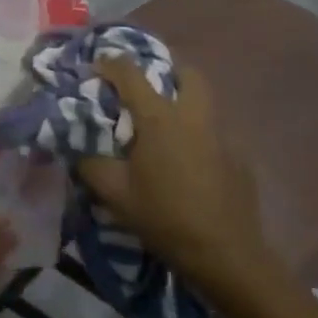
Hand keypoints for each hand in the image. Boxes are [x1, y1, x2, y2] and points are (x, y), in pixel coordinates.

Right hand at [76, 59, 282, 310]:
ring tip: (165, 125)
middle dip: (166, 70)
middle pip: (187, 73)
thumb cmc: (164, 218)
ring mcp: (222, 135)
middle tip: (147, 87)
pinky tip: (188, 162)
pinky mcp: (239, 158)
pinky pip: (216, 132)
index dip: (111, 63)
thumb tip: (79, 149)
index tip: (97, 65)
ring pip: (206, 101)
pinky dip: (199, 134)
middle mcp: (193, 116)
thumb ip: (91, 164)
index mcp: (160, 118)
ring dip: (185, 100)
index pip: (131, 73)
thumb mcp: (114, 194)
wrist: (226, 255)